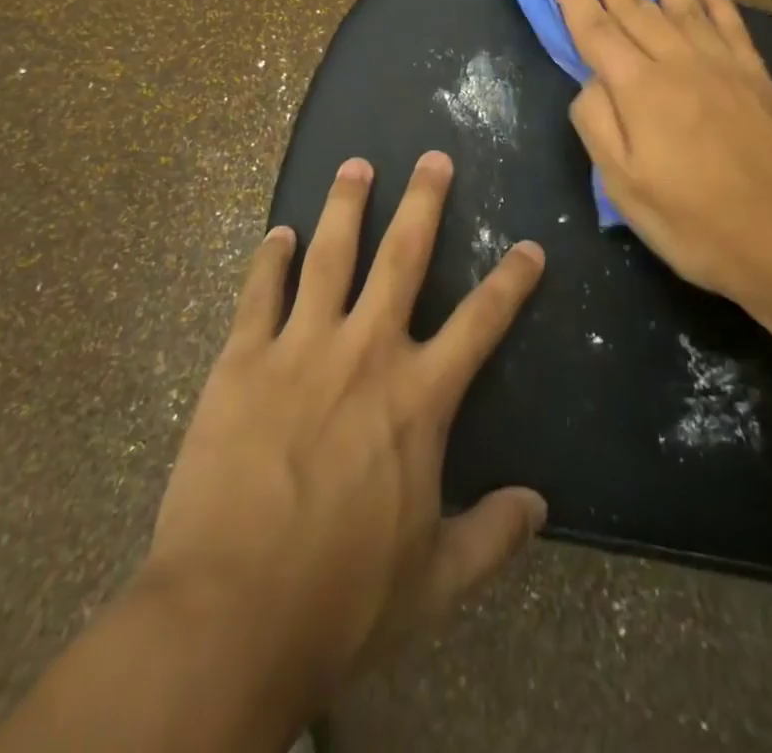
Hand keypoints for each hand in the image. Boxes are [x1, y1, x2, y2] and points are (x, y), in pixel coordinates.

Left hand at [140, 153, 546, 737]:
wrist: (231, 612)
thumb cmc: (342, 597)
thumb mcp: (435, 580)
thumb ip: (492, 536)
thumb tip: (539, 506)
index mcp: (418, 397)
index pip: (481, 323)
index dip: (511, 282)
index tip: (530, 247)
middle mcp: (366, 352)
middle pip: (402, 257)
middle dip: (423, 202)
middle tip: (433, 158)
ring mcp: (300, 346)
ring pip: (330, 255)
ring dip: (346, 206)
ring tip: (356, 165)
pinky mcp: (242, 359)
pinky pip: (259, 293)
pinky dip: (270, 259)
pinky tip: (278, 233)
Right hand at [547, 0, 771, 343]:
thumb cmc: (694, 222)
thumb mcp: (624, 186)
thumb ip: (598, 124)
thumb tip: (590, 81)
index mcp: (639, 89)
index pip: (595, 28)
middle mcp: (678, 62)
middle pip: (636, 3)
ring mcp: (722, 65)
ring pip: (684, 2)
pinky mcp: (756, 76)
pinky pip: (730, 23)